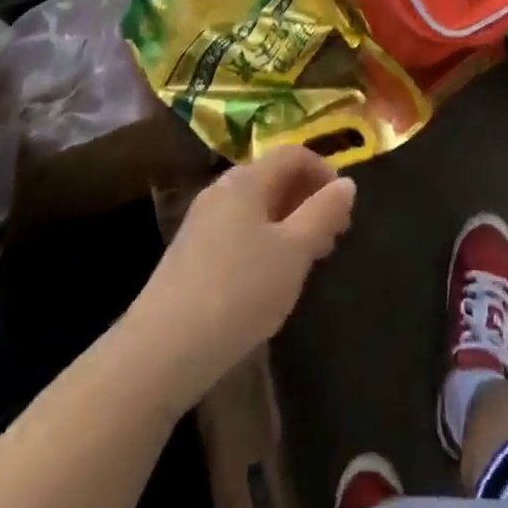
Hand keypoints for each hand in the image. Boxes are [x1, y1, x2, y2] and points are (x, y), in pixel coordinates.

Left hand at [131, 146, 356, 400]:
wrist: (160, 352)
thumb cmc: (238, 292)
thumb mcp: (294, 253)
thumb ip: (323, 213)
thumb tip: (346, 183)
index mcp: (246, 180)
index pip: (293, 154)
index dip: (325, 171)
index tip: (345, 209)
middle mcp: (221, 191)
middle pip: (274, 178)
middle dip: (308, 200)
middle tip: (333, 238)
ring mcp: (202, 223)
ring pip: (257, 208)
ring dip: (289, 223)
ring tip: (308, 261)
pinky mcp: (191, 255)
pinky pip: (238, 231)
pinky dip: (265, 242)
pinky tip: (270, 280)